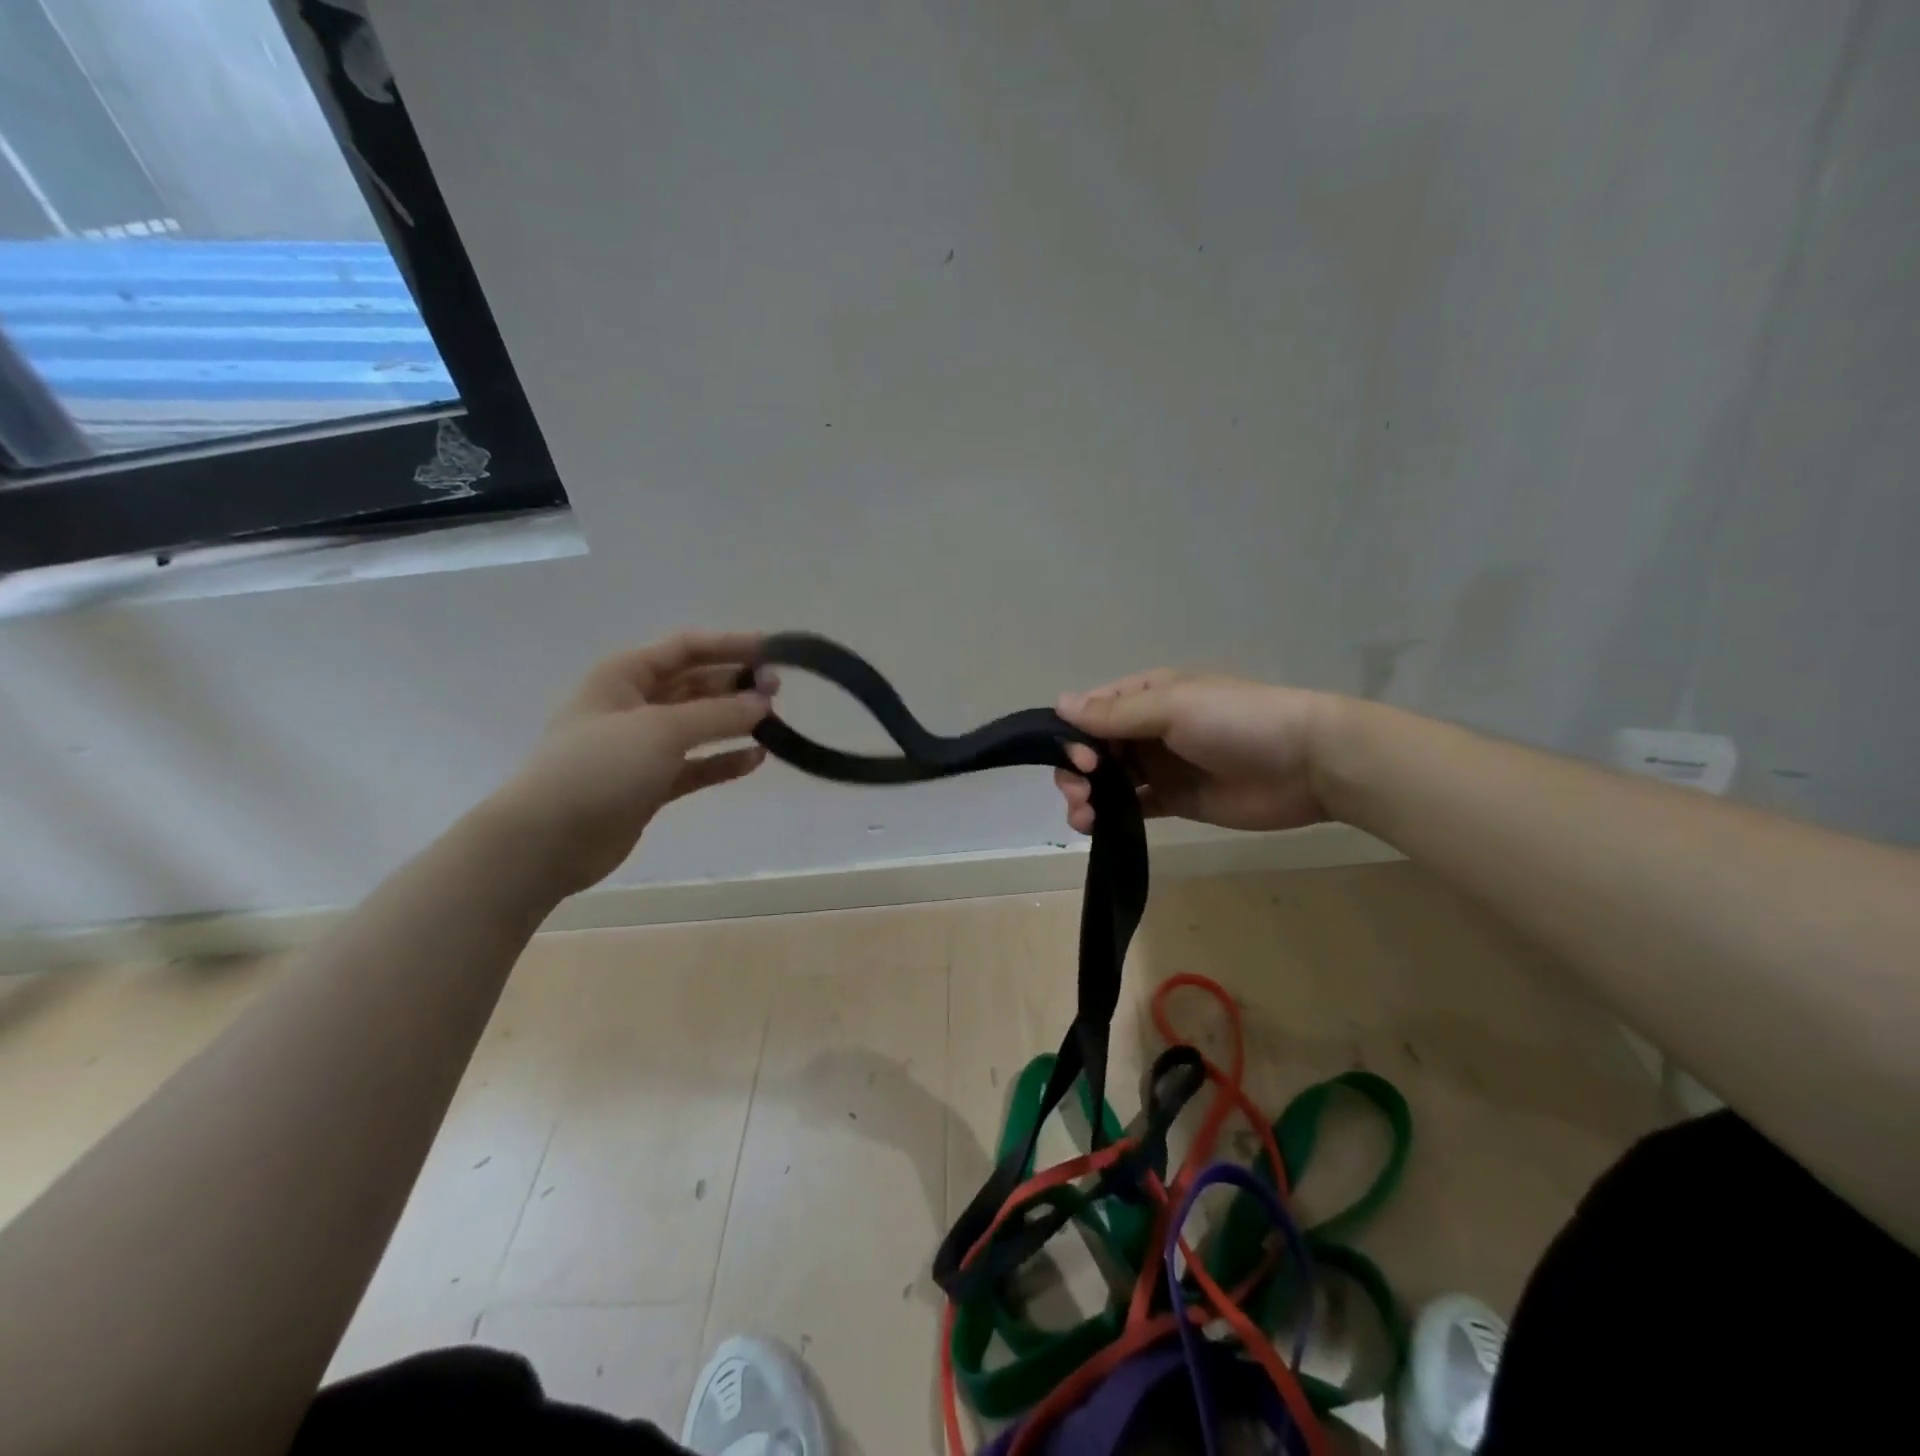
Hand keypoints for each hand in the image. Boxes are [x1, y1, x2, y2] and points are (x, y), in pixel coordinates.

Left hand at [488, 631, 773, 896]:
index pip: (686, 647)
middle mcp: (633, 704)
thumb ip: (717, 713)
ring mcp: (641, 747)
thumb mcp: (661, 729)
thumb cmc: (599, 767)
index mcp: (624, 675)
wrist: (546, 840)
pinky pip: (696, 765)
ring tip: (774, 723)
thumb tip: (763, 703)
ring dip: (733, 721)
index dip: (729, 645)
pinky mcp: (650, 784)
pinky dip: (723, 761)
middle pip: (694, 684)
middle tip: (778, 691)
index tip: (773, 651)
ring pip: (698, 725)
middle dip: (735, 684)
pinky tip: (756, 760)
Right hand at [1052, 669, 1334, 833]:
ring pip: (1108, 780)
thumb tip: (1059, 704)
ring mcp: (1162, 766)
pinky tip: (1098, 827)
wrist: (1308, 764)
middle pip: (1094, 749)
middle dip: (1077, 771)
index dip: (1074, 736)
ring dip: (1087, 796)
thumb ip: (1115, 713)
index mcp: (1146, 696)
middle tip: (1082, 794)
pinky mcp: (1176, 800)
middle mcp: (1148, 728)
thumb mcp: (1172, 707)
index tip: (1080, 761)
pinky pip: (1133, 806)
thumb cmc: (1237, 722)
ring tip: (1084, 819)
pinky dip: (1111, 815)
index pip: (1092, 712)